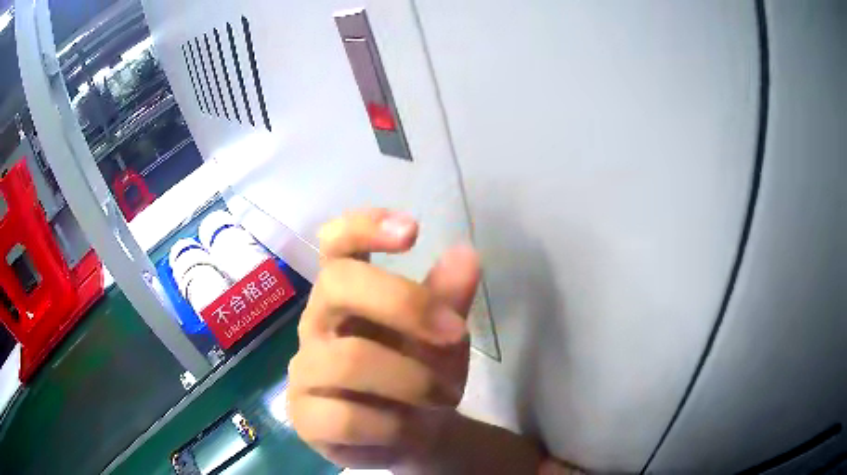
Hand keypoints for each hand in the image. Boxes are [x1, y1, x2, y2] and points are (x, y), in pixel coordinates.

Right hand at [288, 209, 480, 467]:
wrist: (410, 438)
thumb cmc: (421, 378)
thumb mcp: (443, 338)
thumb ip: (449, 300)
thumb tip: (466, 255)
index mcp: (345, 296)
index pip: (335, 244)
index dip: (363, 227)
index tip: (411, 231)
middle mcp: (316, 325)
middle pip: (338, 285)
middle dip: (405, 304)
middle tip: (455, 332)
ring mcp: (304, 373)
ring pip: (350, 360)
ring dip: (413, 381)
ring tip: (446, 397)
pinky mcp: (304, 418)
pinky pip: (346, 418)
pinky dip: (393, 425)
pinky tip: (410, 430)